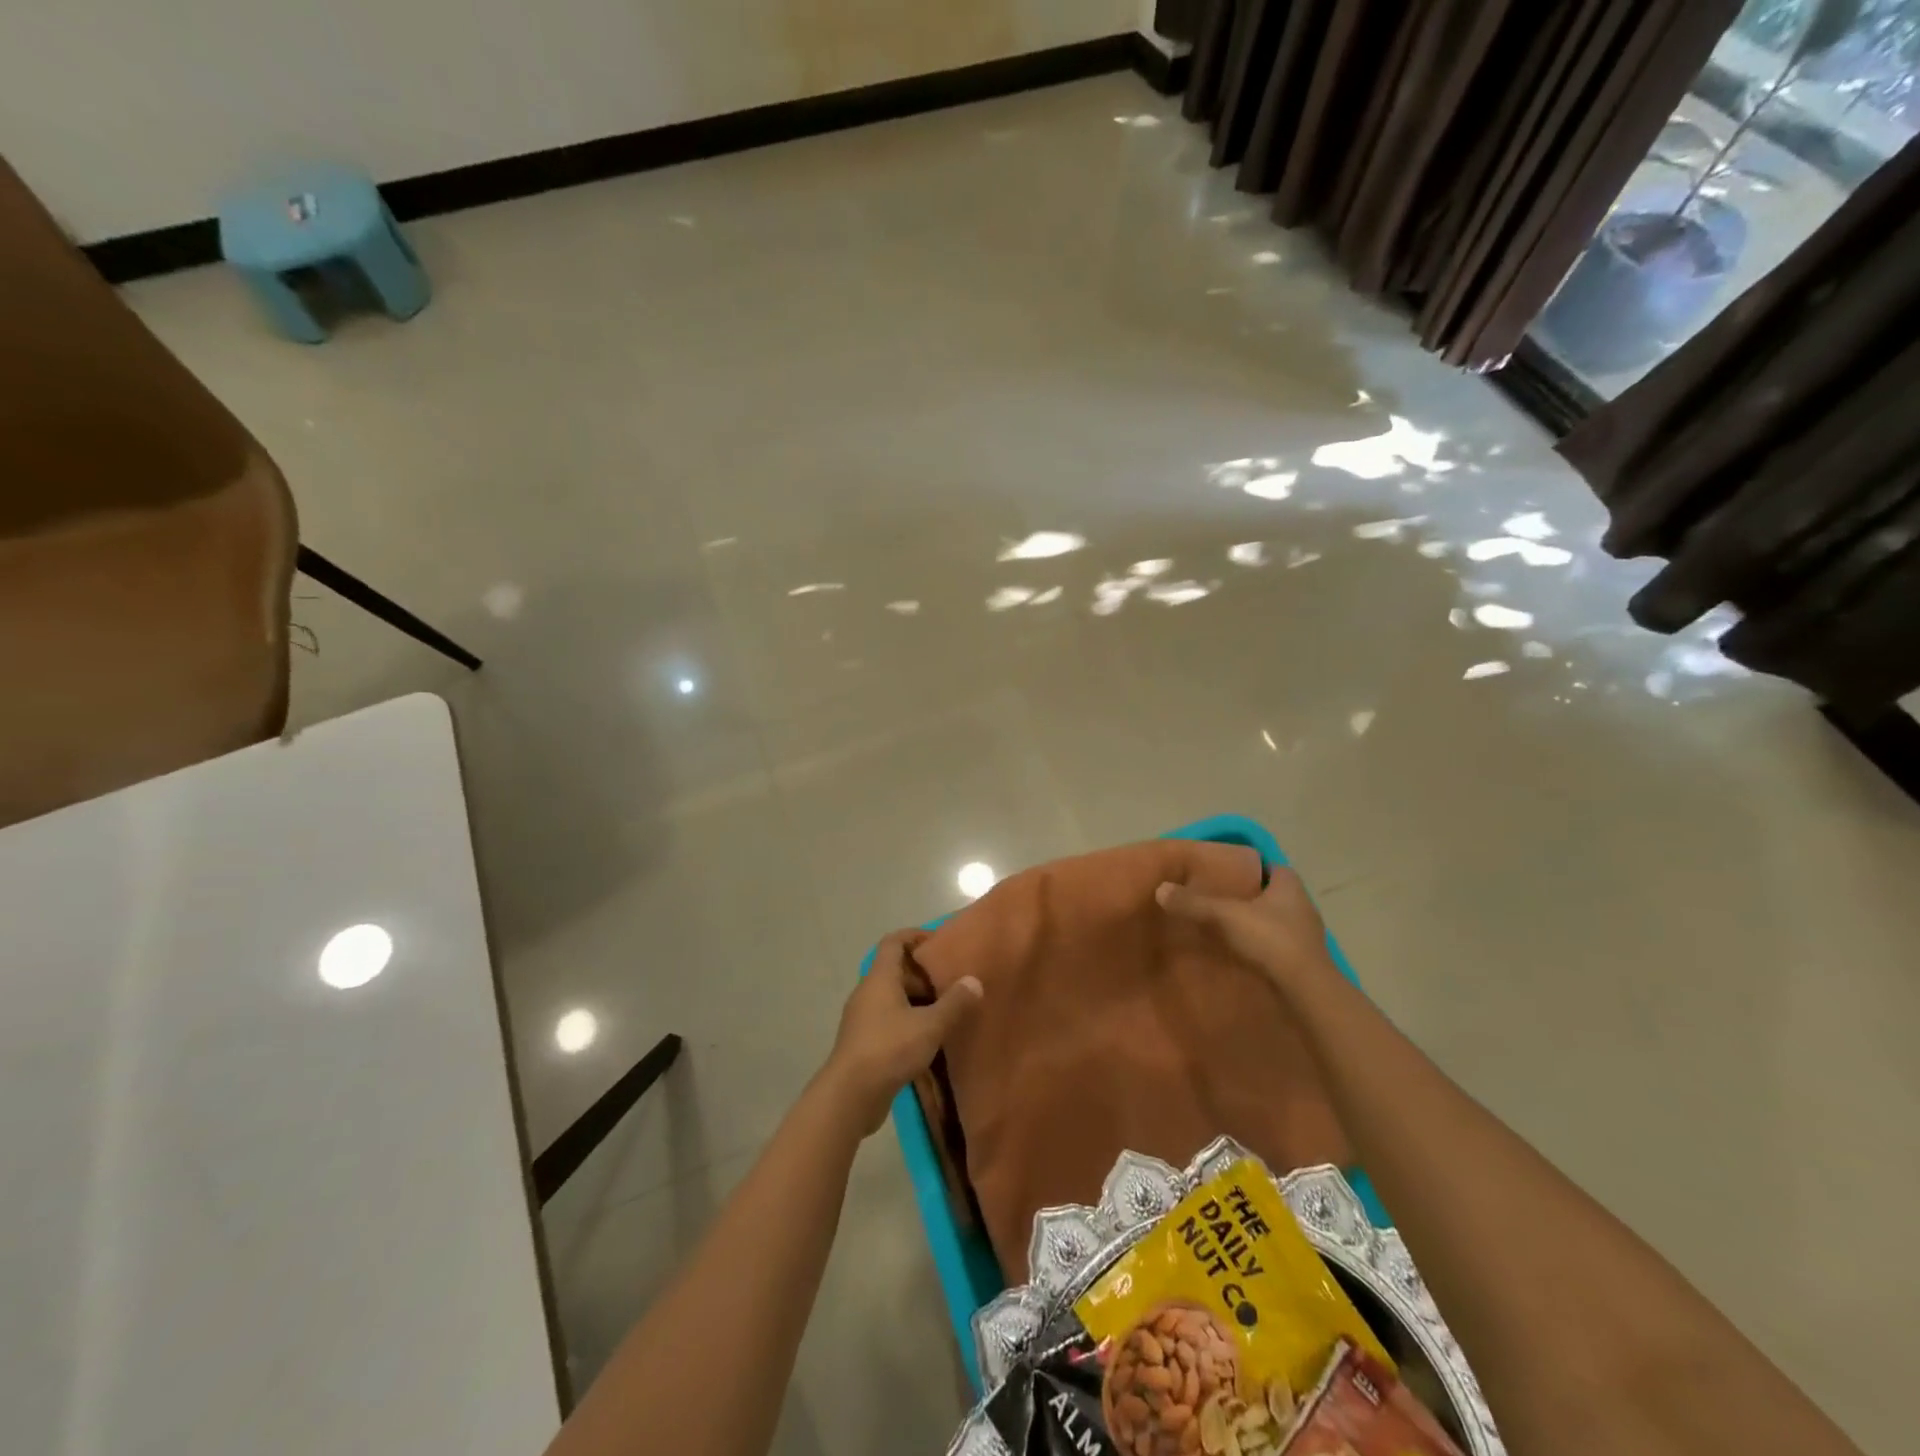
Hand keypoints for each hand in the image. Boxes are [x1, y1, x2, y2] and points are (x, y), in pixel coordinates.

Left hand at [822, 930, 983, 1134]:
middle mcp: (868, 992)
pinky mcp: (864, 1042)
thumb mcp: (929, 1025)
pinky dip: (909, 1021)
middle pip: (895, 970)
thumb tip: (974, 981)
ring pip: (893, 998)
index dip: (915, 935)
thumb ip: (954, 1003)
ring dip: (917, 1000)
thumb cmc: (889, 1048)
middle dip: (923, 974)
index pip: (894, 942)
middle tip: (951, 982)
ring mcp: (863, 1018)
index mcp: (880, 978)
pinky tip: (929, 1038)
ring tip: (947, 1009)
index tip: (939, 941)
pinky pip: (889, 1020)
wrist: (849, 1096)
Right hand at [1155, 867, 1335, 990]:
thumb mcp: (1224, 916)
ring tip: (1225, 927)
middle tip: (1220, 899)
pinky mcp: (1304, 961)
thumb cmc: (1271, 939)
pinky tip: (1241, 953)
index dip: (1250, 868)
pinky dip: (1262, 946)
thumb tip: (1160, 889)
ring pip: (1276, 920)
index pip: (1270, 867)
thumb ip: (1193, 903)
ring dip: (1256, 923)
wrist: (1306, 990)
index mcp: (1289, 885)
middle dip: (1250, 897)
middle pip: (1272, 894)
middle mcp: (1302, 905)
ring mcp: (1306, 935)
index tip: (1226, 874)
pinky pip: (1278, 945)